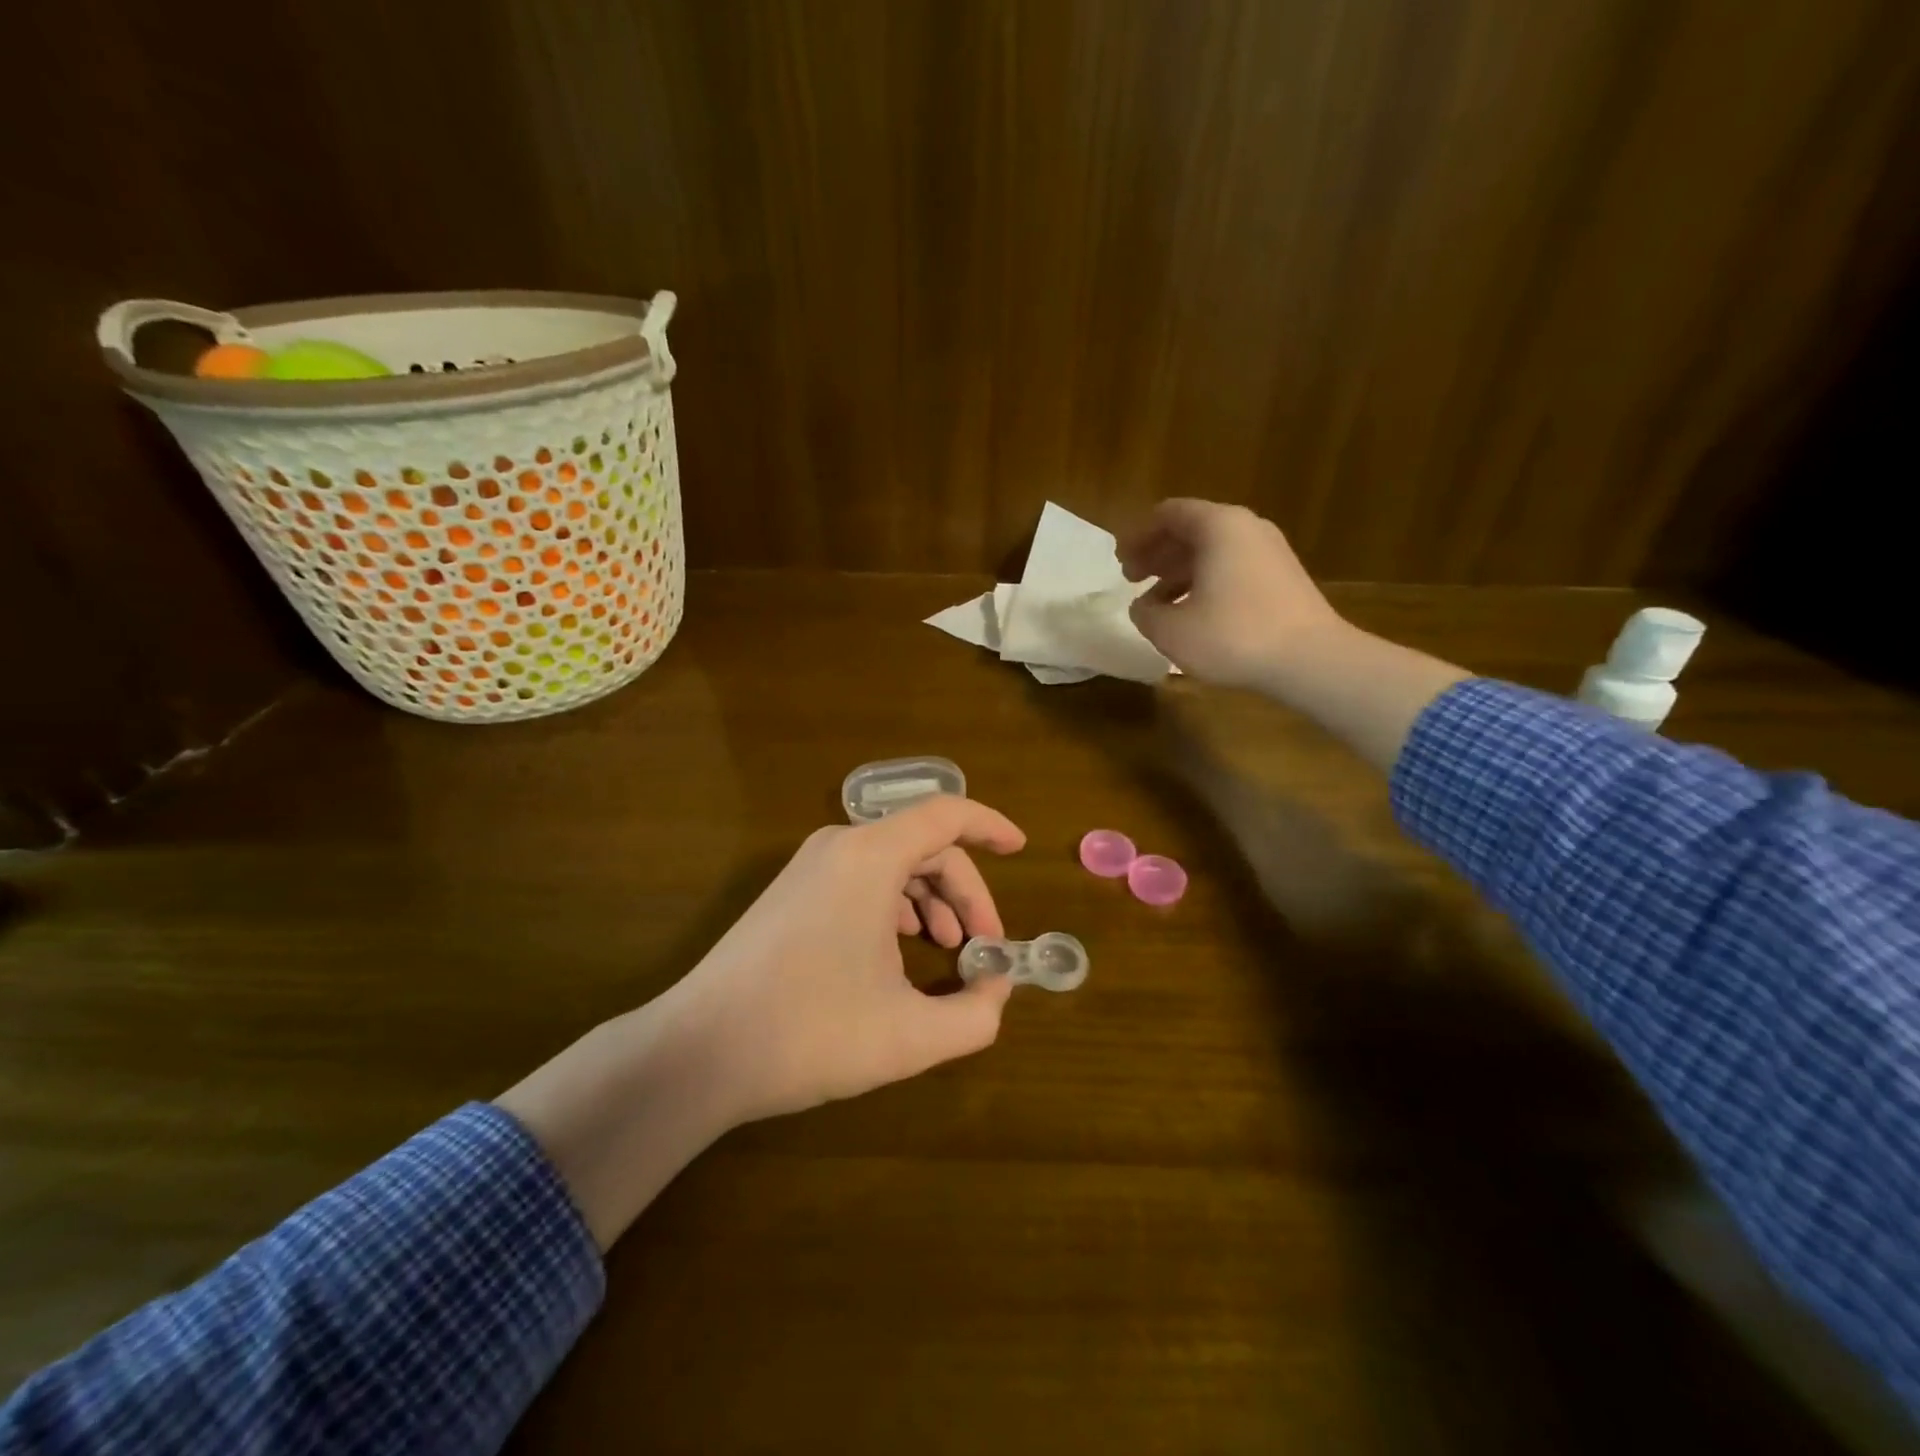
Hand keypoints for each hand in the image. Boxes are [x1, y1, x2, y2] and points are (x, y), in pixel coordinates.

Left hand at [498, 795, 1026, 1249]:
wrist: (699, 1051)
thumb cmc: (811, 1032)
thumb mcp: (910, 1035)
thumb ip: (976, 1014)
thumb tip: (996, 988)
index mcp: (870, 857)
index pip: (946, 814)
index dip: (991, 826)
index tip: (1021, 850)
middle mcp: (839, 846)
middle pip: (924, 846)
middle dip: (965, 892)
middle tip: (983, 947)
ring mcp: (809, 867)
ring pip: (892, 864)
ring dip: (931, 901)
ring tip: (946, 952)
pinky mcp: (791, 892)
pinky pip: (861, 879)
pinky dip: (895, 907)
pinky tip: (899, 954)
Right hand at [1118, 498, 1346, 691]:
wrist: (1311, 660)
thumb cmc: (1233, 636)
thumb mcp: (1170, 630)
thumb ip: (1145, 613)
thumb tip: (1142, 606)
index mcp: (1217, 526)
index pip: (1168, 514)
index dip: (1138, 536)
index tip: (1120, 561)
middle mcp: (1246, 528)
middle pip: (1191, 530)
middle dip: (1157, 554)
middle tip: (1132, 579)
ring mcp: (1269, 552)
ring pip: (1212, 552)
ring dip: (1178, 573)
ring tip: (1157, 604)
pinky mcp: (1282, 578)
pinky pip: (1232, 569)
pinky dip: (1204, 583)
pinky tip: (1192, 615)